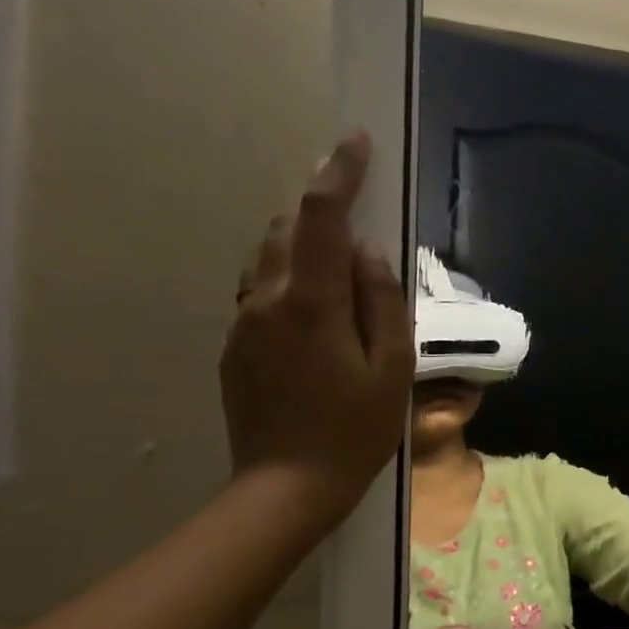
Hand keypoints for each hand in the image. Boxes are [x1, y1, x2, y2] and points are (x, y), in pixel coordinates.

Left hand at [221, 130, 412, 524]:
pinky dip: (288, 278)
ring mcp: (243, 323)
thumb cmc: (356, 430)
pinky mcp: (235, 346)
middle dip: (318, 208)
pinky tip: (316, 311)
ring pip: (266, 258)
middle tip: (355, 214)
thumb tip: (369, 252)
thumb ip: (382, 301)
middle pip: (285, 229)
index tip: (355, 142)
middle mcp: (267, 300)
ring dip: (300, 243)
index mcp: (312, 302)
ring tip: (338, 262)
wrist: (287, 486)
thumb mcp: (392, 367)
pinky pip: (260, 292)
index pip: (322, 217)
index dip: (339, 173)